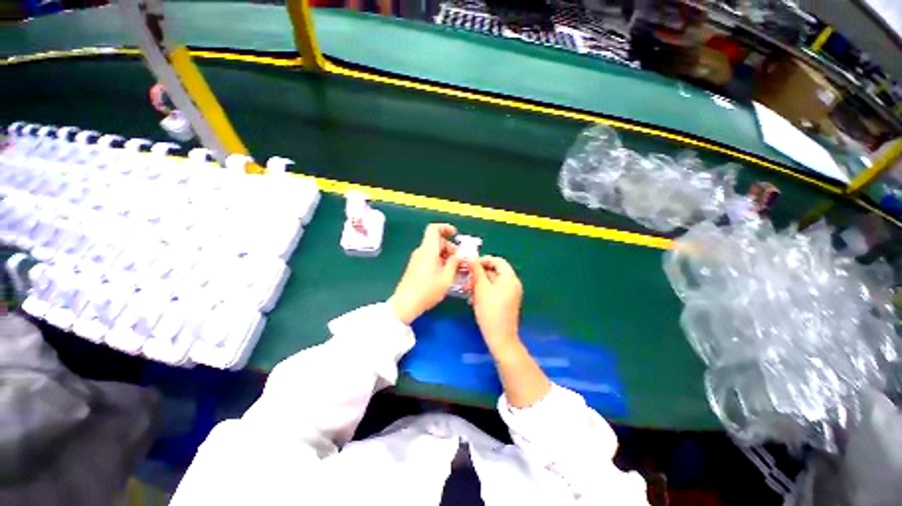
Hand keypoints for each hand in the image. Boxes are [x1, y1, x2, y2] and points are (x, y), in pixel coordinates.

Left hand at [390, 223, 461, 324]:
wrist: (406, 304)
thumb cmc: (428, 290)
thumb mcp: (447, 277)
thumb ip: (455, 262)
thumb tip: (461, 254)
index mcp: (428, 250)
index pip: (434, 229)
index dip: (445, 228)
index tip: (455, 234)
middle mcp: (421, 252)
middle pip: (437, 242)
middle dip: (451, 248)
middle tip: (460, 260)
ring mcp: (417, 260)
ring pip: (434, 251)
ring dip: (446, 256)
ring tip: (456, 270)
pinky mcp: (415, 268)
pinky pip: (429, 259)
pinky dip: (439, 262)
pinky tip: (446, 275)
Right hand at [472, 256, 522, 353]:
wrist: (500, 337)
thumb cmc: (490, 310)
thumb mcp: (481, 288)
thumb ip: (476, 271)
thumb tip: (471, 257)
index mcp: (510, 278)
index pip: (497, 261)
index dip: (483, 260)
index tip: (470, 264)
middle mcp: (513, 283)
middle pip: (495, 271)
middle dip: (479, 273)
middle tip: (466, 276)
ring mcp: (510, 293)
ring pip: (493, 282)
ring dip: (480, 282)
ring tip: (467, 288)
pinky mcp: (506, 302)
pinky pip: (494, 291)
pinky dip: (484, 291)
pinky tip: (473, 297)